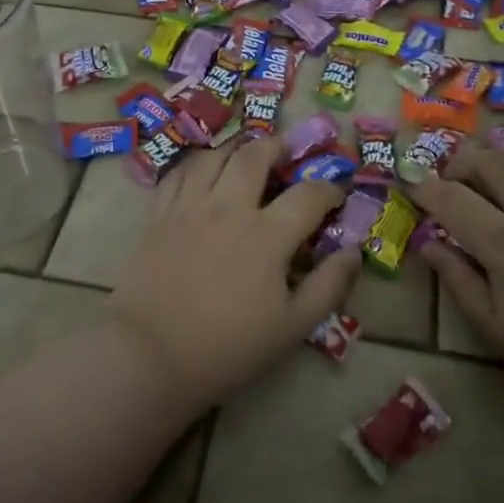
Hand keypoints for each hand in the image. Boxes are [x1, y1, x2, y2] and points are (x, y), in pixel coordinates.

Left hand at [109, 138, 360, 411]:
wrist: (150, 355)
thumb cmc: (227, 347)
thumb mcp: (292, 327)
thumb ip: (328, 286)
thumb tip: (353, 252)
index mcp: (267, 235)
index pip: (308, 195)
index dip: (328, 189)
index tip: (335, 194)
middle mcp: (228, 208)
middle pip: (254, 157)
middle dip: (276, 147)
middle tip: (285, 150)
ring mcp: (189, 207)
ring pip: (213, 157)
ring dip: (235, 149)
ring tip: (245, 154)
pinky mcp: (158, 216)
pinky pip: (177, 174)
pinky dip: (196, 165)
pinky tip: (202, 172)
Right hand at [411, 149, 503, 421]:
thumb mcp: (498, 331)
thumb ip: (459, 282)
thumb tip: (428, 245)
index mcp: (502, 242)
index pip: (451, 199)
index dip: (426, 188)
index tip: (413, 186)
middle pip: (493, 162)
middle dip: (465, 160)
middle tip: (455, 177)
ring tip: (503, 181)